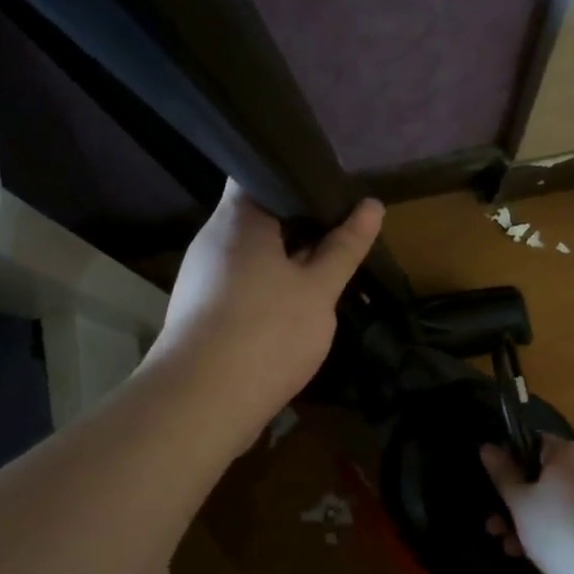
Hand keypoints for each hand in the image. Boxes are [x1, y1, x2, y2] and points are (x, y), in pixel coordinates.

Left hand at [146, 179, 383, 434]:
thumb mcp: (318, 289)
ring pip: (253, 254)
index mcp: (237, 218)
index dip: (296, 173)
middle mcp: (213, 239)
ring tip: (329, 264)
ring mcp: (203, 277)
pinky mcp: (203, 311)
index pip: (259, 170)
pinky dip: (270, 286)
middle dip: (301, 222)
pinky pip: (243, 284)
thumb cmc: (266, 331)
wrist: (202, 403)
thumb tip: (372, 205)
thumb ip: (344, 246)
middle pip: (259, 215)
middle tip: (344, 227)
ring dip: (287, 259)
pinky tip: (297, 304)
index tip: (333, 187)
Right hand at [479, 435, 573, 573]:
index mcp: (565, 451)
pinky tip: (542, 559)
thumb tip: (487, 445)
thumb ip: (502, 474)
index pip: (529, 443)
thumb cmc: (563, 530)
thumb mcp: (521, 504)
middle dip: (515, 503)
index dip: (507, 464)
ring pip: (558, 503)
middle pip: (542, 477)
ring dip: (531, 523)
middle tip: (495, 529)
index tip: (493, 489)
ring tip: (512, 551)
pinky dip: (558, 534)